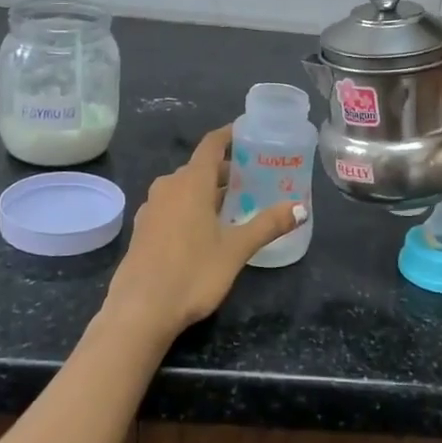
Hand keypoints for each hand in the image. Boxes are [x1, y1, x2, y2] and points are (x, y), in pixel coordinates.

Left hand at [102, 126, 305, 340]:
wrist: (140, 310)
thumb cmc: (192, 272)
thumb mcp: (236, 249)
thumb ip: (267, 225)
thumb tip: (301, 208)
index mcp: (191, 181)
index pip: (212, 144)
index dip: (230, 135)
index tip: (249, 133)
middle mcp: (168, 186)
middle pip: (200, 167)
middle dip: (226, 170)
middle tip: (255, 178)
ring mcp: (152, 207)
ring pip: (185, 187)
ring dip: (209, 190)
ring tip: (236, 204)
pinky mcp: (144, 228)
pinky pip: (172, 205)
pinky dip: (191, 206)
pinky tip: (206, 228)